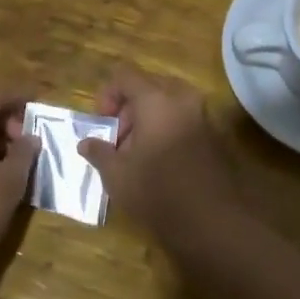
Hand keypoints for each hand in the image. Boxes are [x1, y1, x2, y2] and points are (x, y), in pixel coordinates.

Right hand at [77, 64, 242, 244]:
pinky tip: (158, 162)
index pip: (125, 76)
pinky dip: (167, 130)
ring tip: (136, 154)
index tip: (102, 123)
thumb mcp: (117, 175)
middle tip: (118, 140)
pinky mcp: (214, 136)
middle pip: (148, 87)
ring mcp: (203, 116)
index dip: (107, 94)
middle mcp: (182, 99)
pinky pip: (183, 119)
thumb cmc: (158, 192)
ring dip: (148, 120)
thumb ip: (99, 152)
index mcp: (156, 99)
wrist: (213, 222)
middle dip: (128, 108)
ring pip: (168, 103)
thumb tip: (85, 143)